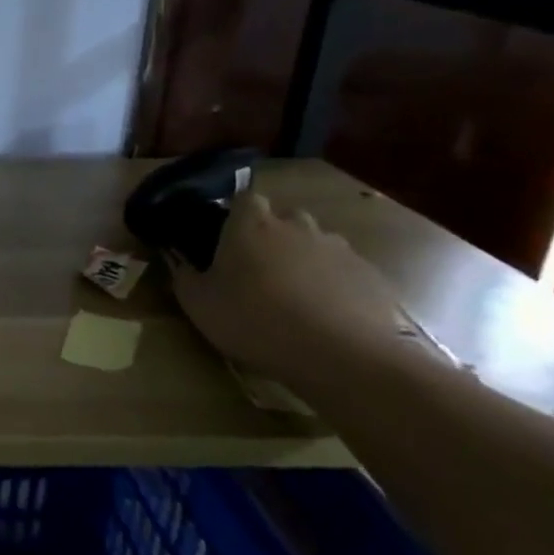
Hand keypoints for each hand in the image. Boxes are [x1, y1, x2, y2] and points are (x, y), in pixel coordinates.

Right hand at [170, 192, 415, 391]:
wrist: (342, 356)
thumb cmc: (255, 321)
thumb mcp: (199, 304)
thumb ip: (185, 277)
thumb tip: (182, 262)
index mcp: (251, 225)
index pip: (245, 198)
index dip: (237, 214)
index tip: (227, 237)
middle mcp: (297, 227)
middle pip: (285, 218)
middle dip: (274, 236)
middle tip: (260, 270)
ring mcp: (340, 250)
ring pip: (318, 245)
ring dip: (306, 261)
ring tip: (296, 297)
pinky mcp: (372, 277)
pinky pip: (346, 273)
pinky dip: (335, 287)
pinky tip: (328, 317)